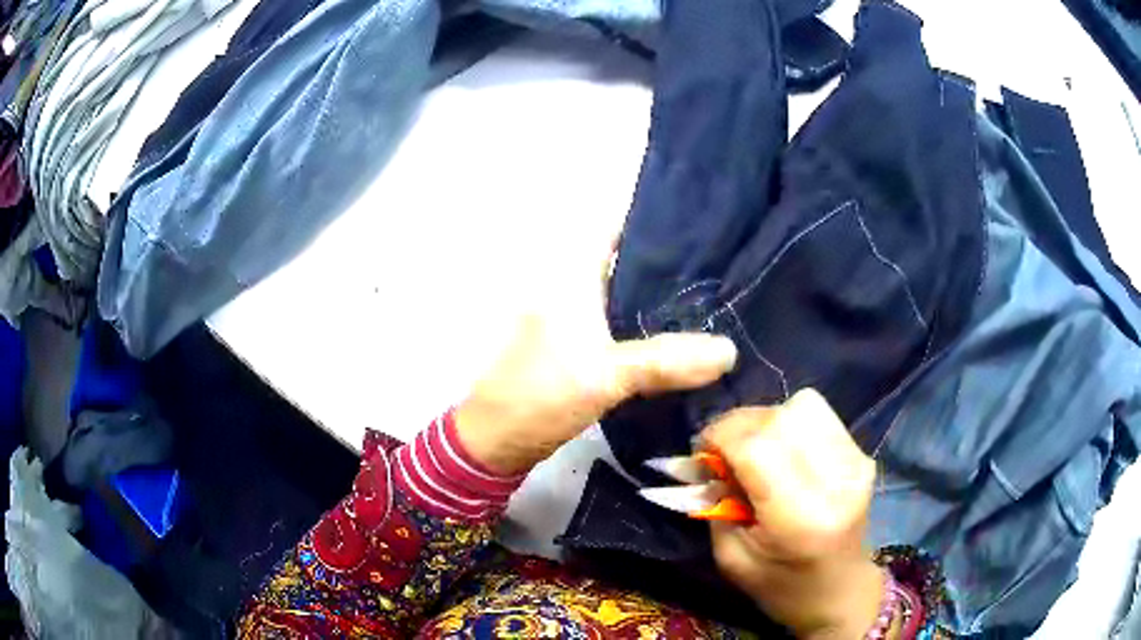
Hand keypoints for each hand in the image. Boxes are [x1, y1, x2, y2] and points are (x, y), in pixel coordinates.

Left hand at [455, 241, 737, 476]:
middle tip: (725, 265)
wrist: (500, 440)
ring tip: (717, 297)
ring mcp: (581, 321)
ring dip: (666, 300)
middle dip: (673, 264)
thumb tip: (731, 350)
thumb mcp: (606, 375)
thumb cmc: (541, 395)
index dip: (656, 221)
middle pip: (630, 263)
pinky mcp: (585, 350)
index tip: (704, 223)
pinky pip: (627, 330)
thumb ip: (665, 361)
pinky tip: (687, 338)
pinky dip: (653, 331)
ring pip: (631, 298)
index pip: (617, 230)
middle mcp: (576, 289)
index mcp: (572, 277)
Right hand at [704, 389, 883, 638]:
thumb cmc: (780, 587)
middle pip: (778, 418)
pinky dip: (789, 424)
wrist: (840, 592)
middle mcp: (836, 481)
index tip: (700, 453)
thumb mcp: (731, 558)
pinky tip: (782, 451)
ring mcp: (856, 462)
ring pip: (801, 406)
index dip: (719, 437)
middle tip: (722, 452)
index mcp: (801, 519)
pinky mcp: (862, 454)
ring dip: (765, 421)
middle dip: (738, 425)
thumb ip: (716, 504)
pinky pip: (818, 415)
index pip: (756, 448)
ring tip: (753, 449)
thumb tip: (706, 459)